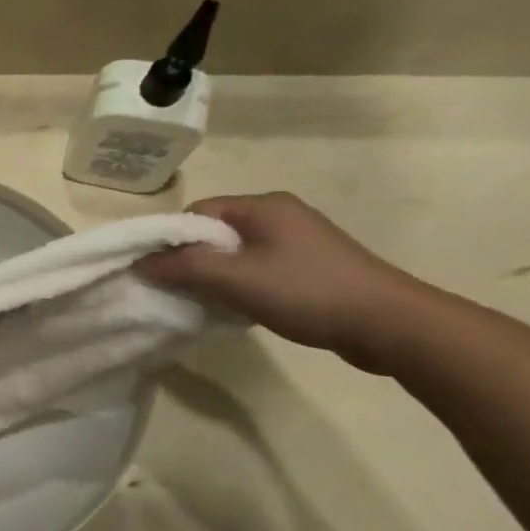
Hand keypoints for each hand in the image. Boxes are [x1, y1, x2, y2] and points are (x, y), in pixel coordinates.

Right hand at [135, 192, 441, 373]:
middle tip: (181, 290)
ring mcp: (299, 240)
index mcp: (263, 206)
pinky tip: (240, 306)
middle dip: (192, 259)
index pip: (197, 213)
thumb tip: (139, 262)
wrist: (390, 324)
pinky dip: (241, 283)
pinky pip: (258, 266)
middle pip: (215, 232)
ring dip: (217, 275)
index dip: (172, 240)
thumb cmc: (307, 292)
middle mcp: (280, 214)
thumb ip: (183, 267)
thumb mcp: (234, 279)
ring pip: (236, 252)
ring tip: (210, 301)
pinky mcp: (311, 265)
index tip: (161, 272)